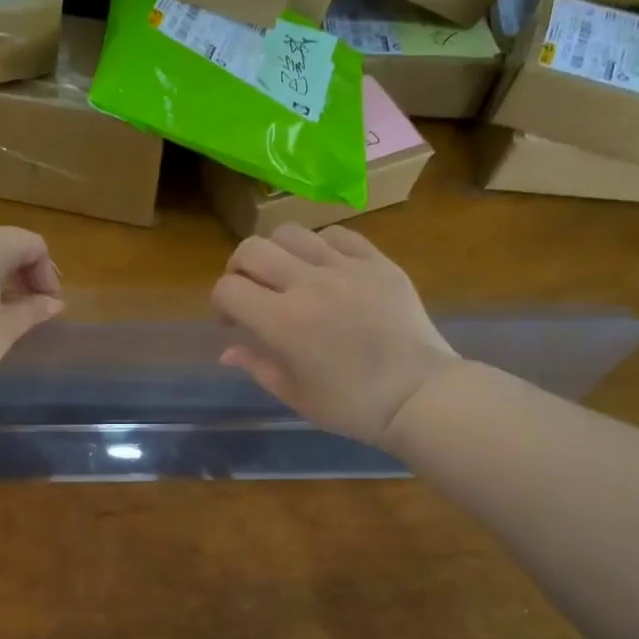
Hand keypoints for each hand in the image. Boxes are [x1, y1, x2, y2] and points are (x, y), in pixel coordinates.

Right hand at [212, 224, 459, 447]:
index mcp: (281, 321)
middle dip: (239, 268)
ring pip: (291, 234)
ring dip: (277, 252)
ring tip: (287, 274)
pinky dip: (320, 247)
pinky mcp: (377, 262)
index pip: (228, 289)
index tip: (232, 322)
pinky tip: (326, 268)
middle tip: (249, 289)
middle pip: (252, 249)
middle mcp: (307, 284)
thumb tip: (228, 350)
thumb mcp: (294, 393)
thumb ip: (257, 365)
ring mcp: (345, 268)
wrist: (418, 395)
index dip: (221, 303)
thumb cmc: (351, 405)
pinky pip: (337, 235)